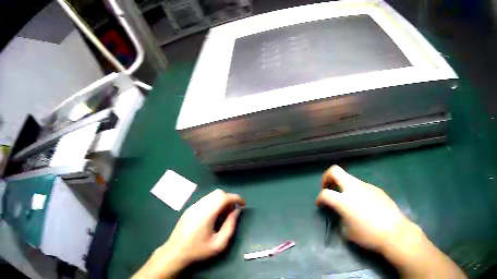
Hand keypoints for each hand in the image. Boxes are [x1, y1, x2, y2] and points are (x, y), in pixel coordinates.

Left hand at [133, 189, 245, 277]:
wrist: (176, 252)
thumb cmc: (199, 250)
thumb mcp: (219, 243)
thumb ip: (230, 226)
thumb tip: (236, 212)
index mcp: (206, 213)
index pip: (223, 197)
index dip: (236, 198)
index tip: (244, 205)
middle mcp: (198, 206)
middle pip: (217, 193)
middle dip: (229, 199)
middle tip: (234, 212)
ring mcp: (192, 207)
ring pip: (210, 196)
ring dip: (220, 202)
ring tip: (225, 216)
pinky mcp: (188, 211)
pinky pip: (204, 201)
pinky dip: (213, 204)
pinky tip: (214, 218)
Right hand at [316, 165, 409, 251]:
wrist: (392, 230)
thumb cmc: (367, 235)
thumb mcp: (347, 231)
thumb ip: (341, 218)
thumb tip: (342, 212)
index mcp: (344, 200)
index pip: (325, 193)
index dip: (319, 198)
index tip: (320, 205)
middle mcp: (355, 188)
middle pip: (336, 171)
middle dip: (327, 177)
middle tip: (327, 187)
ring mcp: (367, 186)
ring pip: (350, 179)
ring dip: (344, 186)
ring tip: (348, 202)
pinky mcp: (376, 189)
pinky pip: (362, 186)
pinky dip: (357, 192)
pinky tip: (363, 206)